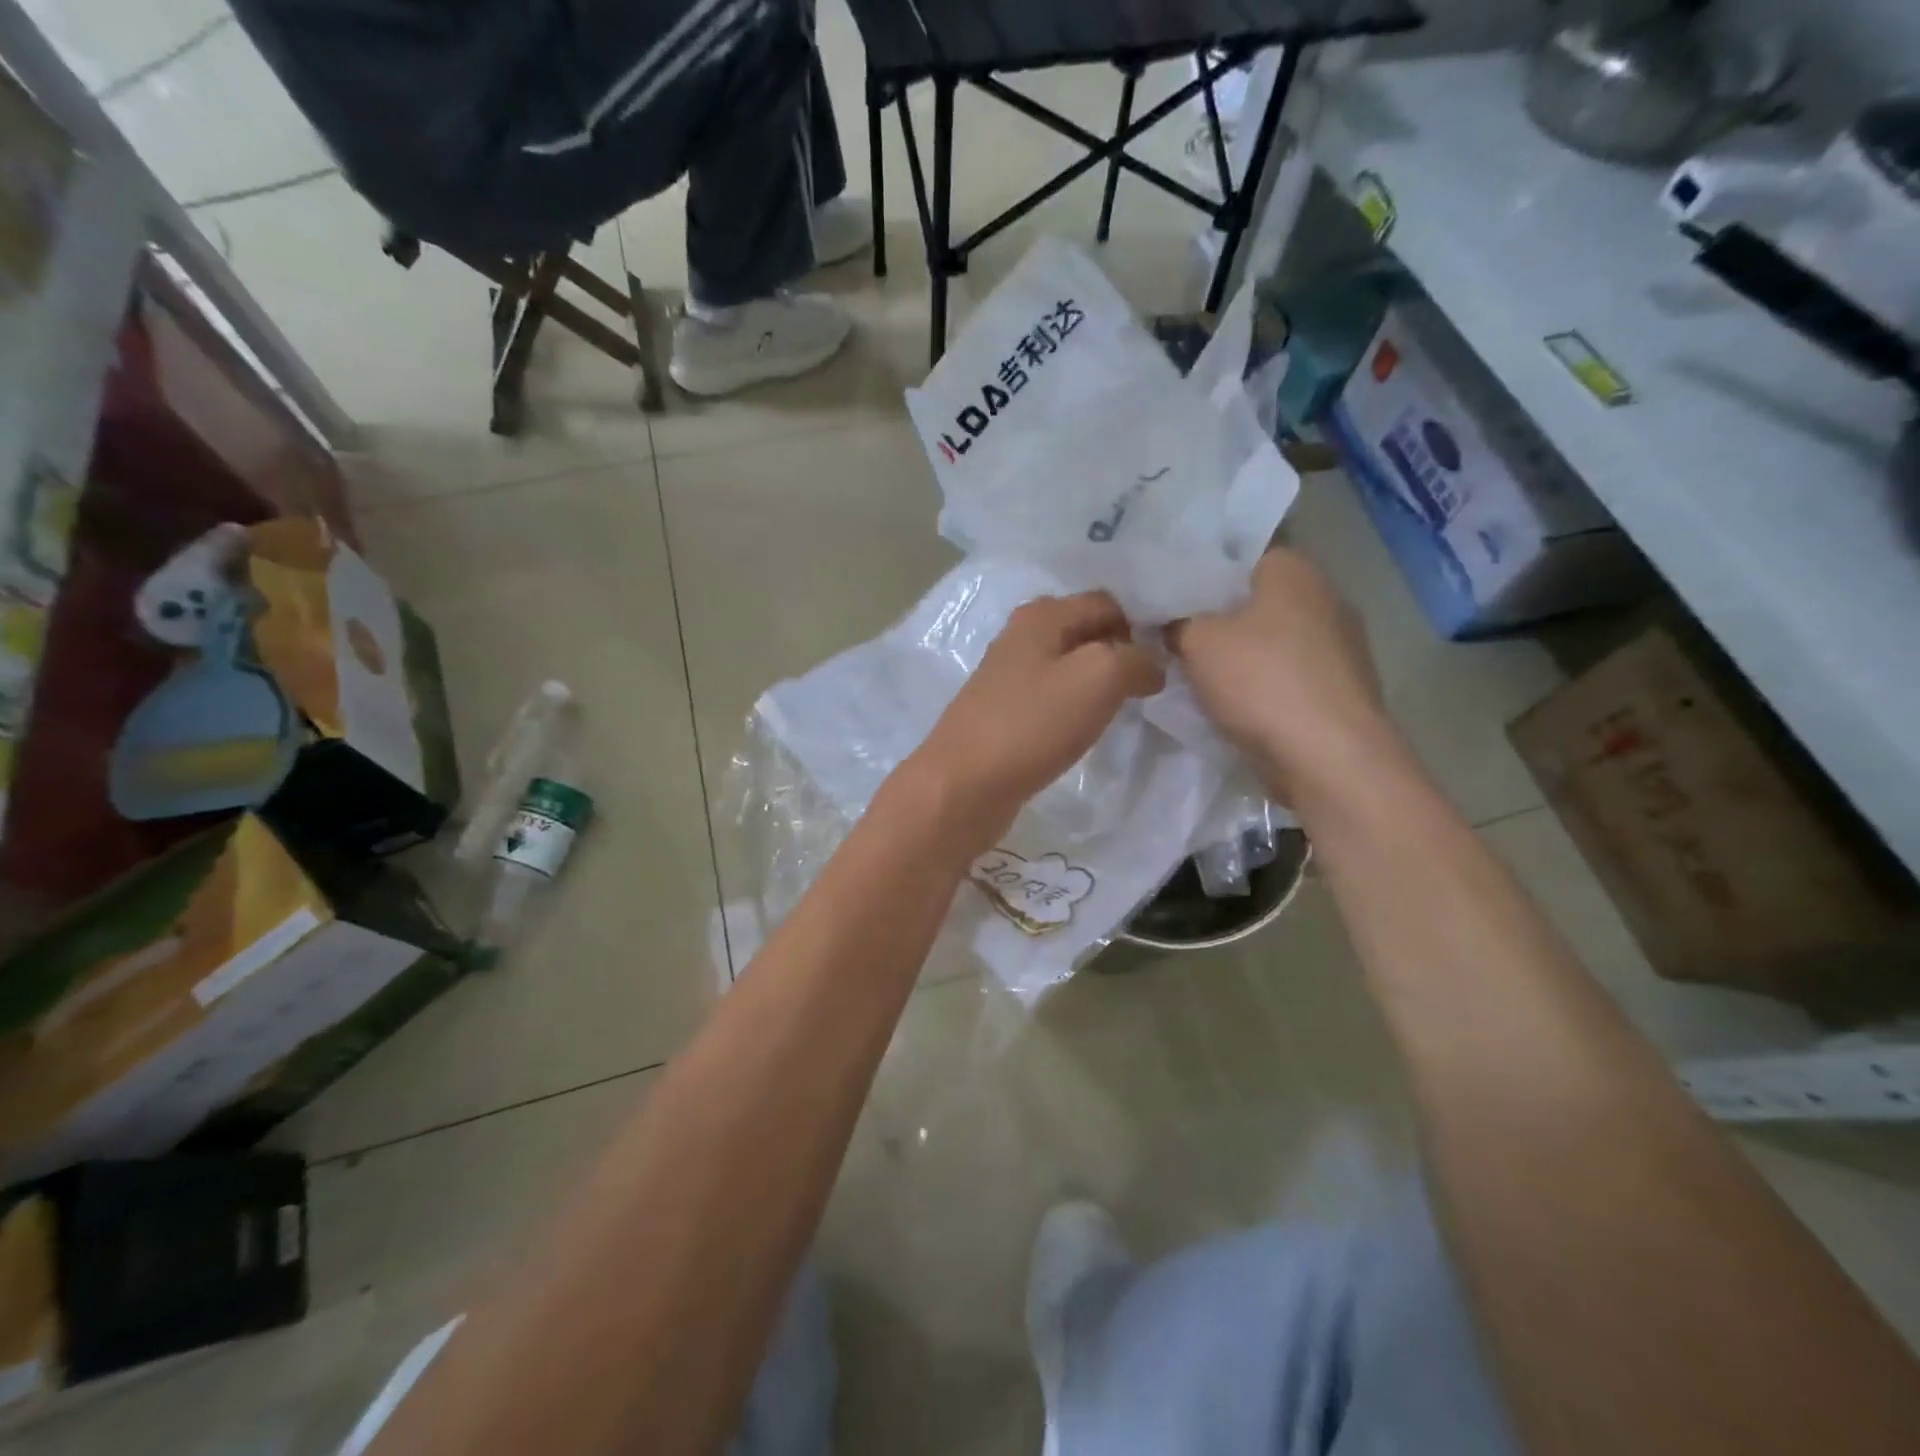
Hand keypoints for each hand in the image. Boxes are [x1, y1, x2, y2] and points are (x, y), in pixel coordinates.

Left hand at [909, 592, 1162, 854]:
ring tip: (1123, 711)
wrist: (964, 784)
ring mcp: (1009, 676)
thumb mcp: (1098, 678)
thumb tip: (1151, 666)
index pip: (1108, 603)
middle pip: (1088, 633)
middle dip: (1121, 655)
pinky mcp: (1004, 712)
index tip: (1165, 664)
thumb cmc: (1032, 724)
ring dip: (1099, 684)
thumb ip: (1135, 659)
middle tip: (1149, 688)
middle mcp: (1022, 636)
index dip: (1140, 627)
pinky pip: (1053, 698)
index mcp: (1042, 615)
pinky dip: (1075, 708)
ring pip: (1070, 667)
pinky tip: (1085, 731)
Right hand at [1167, 547, 1401, 801]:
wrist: (1328, 757)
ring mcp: (1340, 644)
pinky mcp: (1341, 687)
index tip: (1168, 599)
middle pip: (1255, 600)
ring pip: (1272, 640)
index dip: (1199, 576)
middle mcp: (1325, 595)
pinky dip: (1263, 685)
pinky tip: (1235, 704)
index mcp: (1293, 569)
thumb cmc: (1261, 681)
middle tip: (1175, 637)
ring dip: (1241, 656)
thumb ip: (1177, 622)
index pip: (1237, 556)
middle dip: (1218, 618)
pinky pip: (1288, 674)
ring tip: (1198, 674)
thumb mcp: (1196, 642)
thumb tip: (1172, 622)